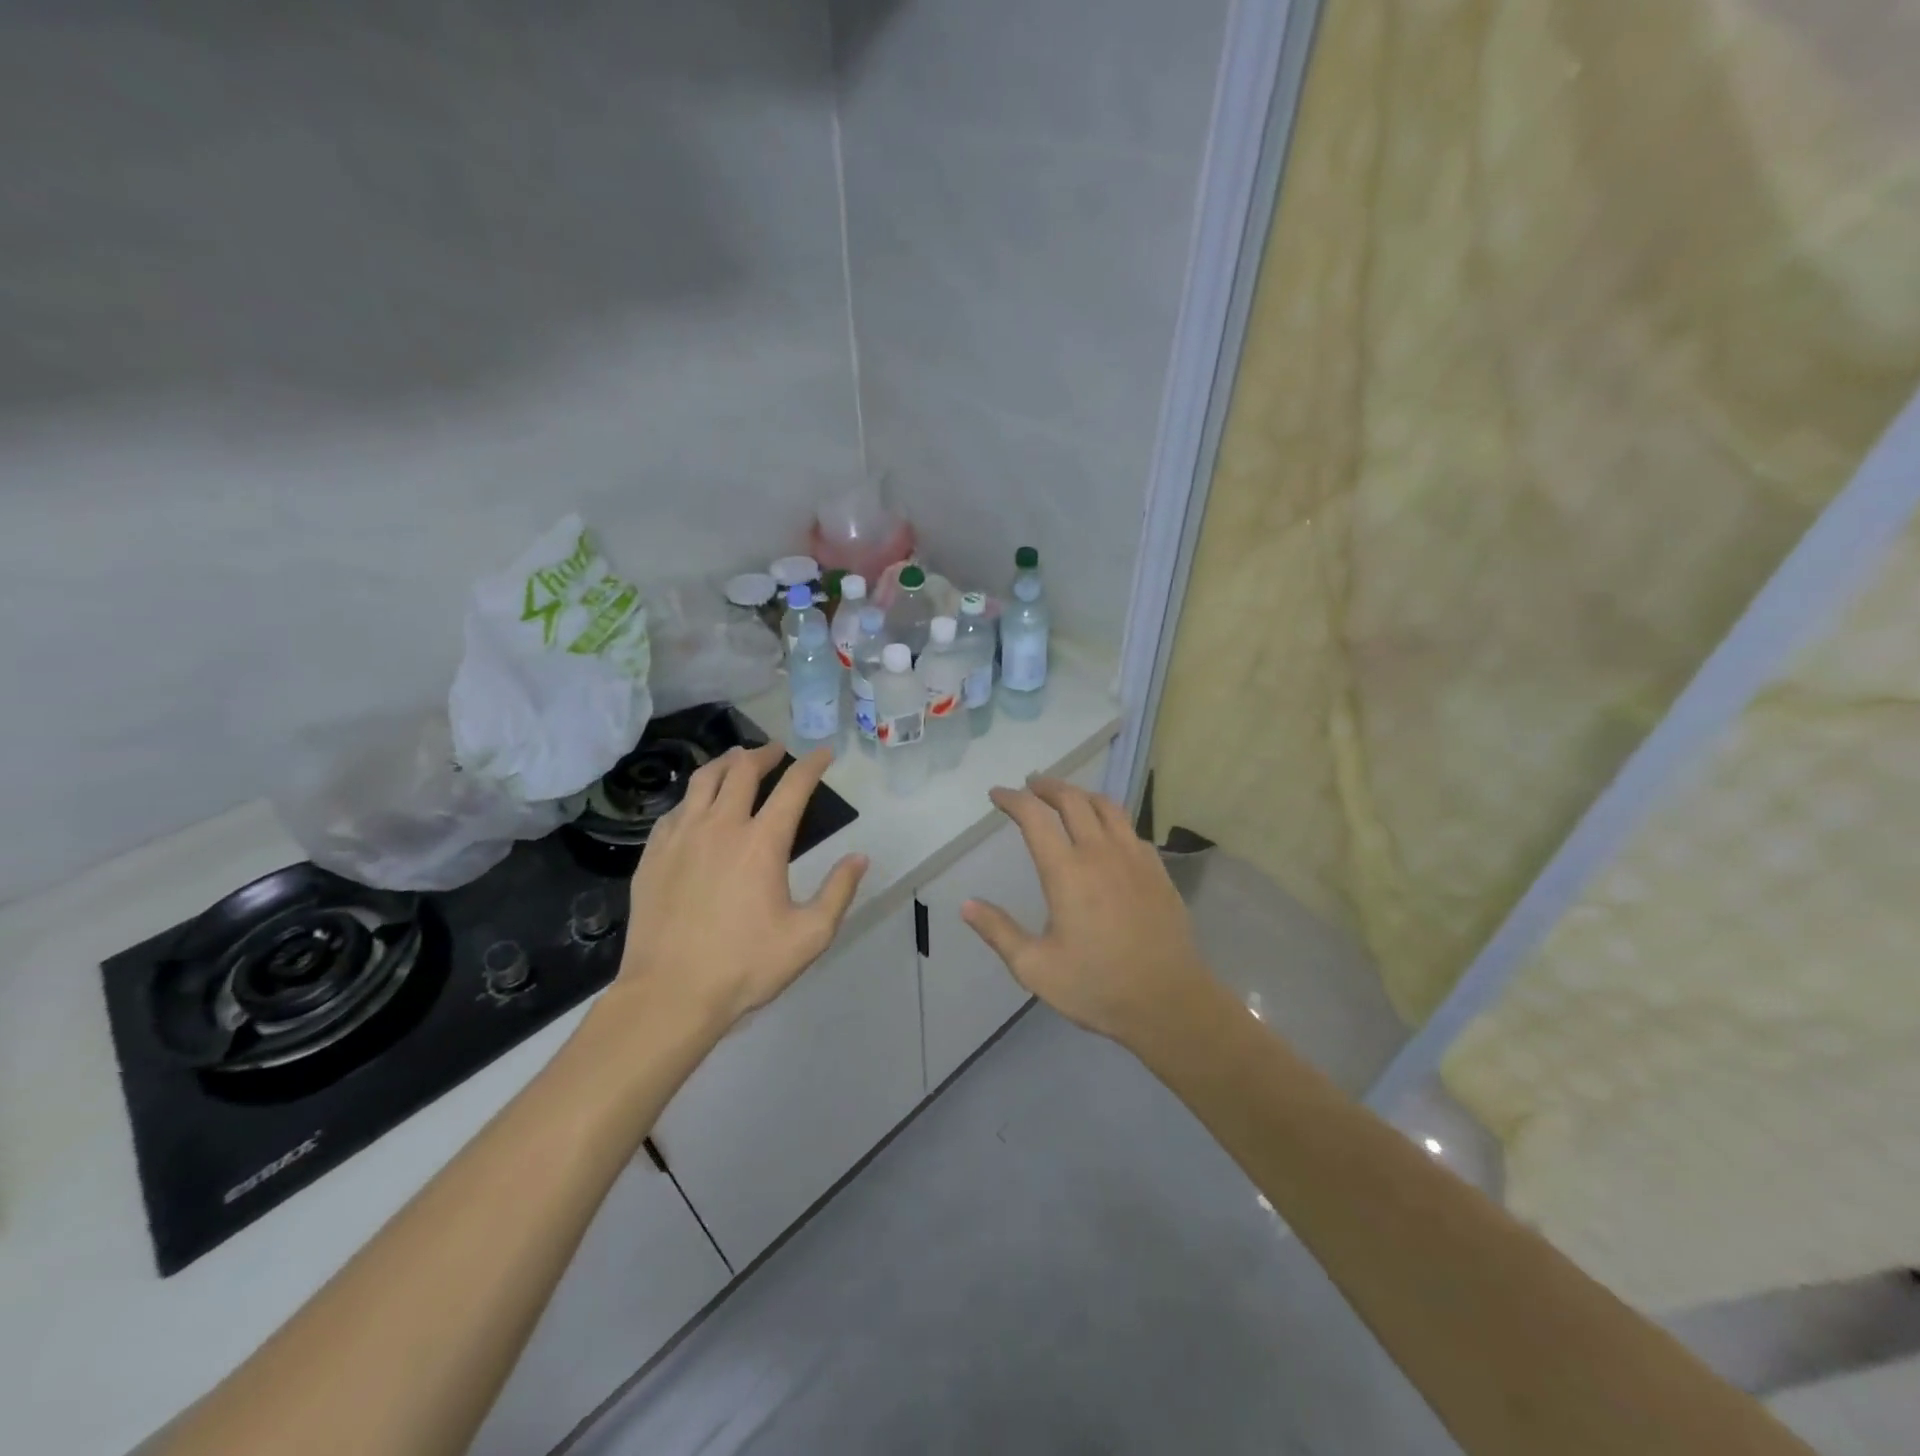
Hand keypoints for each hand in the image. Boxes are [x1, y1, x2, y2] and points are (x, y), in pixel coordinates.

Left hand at [614, 744, 867, 1033]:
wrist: (669, 994)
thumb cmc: (745, 966)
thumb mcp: (810, 936)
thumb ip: (839, 892)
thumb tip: (860, 857)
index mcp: (761, 842)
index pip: (792, 788)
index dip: (811, 765)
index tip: (822, 753)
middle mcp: (720, 827)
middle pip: (742, 771)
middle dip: (764, 754)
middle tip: (776, 751)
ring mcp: (680, 838)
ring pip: (702, 781)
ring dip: (725, 764)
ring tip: (736, 761)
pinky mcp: (652, 855)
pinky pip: (674, 811)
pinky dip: (693, 797)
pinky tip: (696, 807)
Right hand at [961, 777, 1212, 1045]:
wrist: (1169, 1002)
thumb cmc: (1096, 986)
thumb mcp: (1035, 968)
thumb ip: (999, 932)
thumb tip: (966, 905)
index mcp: (1066, 872)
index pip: (1034, 817)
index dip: (1013, 799)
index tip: (997, 795)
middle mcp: (1101, 853)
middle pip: (1072, 800)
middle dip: (1047, 786)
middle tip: (1030, 786)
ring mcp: (1134, 858)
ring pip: (1107, 807)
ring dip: (1081, 794)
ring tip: (1066, 797)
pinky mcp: (1157, 870)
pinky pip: (1130, 829)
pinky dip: (1110, 818)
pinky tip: (1106, 833)